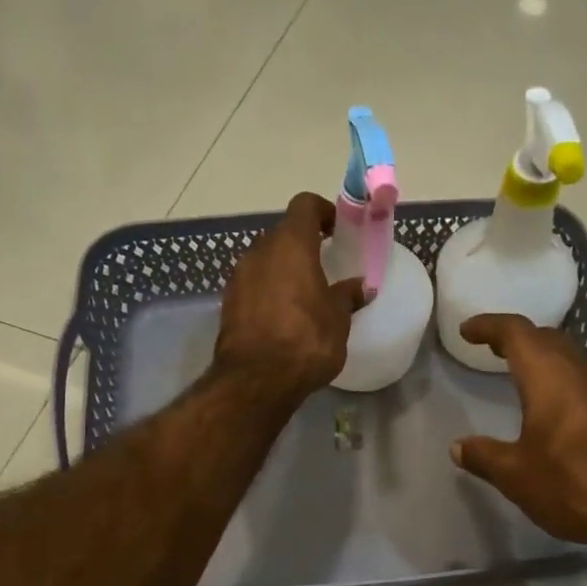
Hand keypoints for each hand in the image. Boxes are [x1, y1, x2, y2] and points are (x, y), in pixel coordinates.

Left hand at [214, 193, 366, 402]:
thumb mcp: (338, 319)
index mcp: (291, 245)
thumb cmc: (306, 340)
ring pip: (265, 261)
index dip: (323, 211)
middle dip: (303, 246)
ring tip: (303, 296)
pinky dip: (268, 291)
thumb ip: (347, 296)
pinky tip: (282, 317)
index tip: (337, 230)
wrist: (256, 380)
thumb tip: (359, 286)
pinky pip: (253, 285)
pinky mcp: (228, 303)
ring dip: (283, 270)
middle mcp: (260, 252)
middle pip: (282, 234)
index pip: (305, 206)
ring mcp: (239, 277)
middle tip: (323, 267)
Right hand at [450, 314, 586, 547]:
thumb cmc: (575, 484)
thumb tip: (458, 447)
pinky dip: (555, 378)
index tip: (466, 331)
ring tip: (513, 371)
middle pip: (546, 338)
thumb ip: (485, 456)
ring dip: (539, 356)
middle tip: (489, 348)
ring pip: (566, 358)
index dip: (489, 326)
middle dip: (516, 337)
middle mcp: (578, 373)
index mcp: (549, 377)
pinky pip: (579, 380)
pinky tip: (547, 406)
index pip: (516, 333)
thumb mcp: (517, 475)